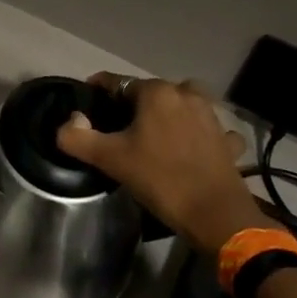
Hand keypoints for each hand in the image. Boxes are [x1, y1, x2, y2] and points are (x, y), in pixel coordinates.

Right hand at [57, 74, 276, 254]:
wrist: (215, 215)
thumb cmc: (159, 179)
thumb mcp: (110, 159)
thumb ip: (78, 137)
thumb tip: (69, 121)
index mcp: (156, 93)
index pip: (117, 82)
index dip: (99, 91)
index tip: (87, 106)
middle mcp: (186, 94)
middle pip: (151, 92)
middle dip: (134, 104)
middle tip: (119, 128)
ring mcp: (211, 116)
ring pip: (182, 105)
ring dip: (169, 114)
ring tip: (154, 136)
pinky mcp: (227, 140)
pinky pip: (208, 129)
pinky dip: (199, 135)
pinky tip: (192, 150)